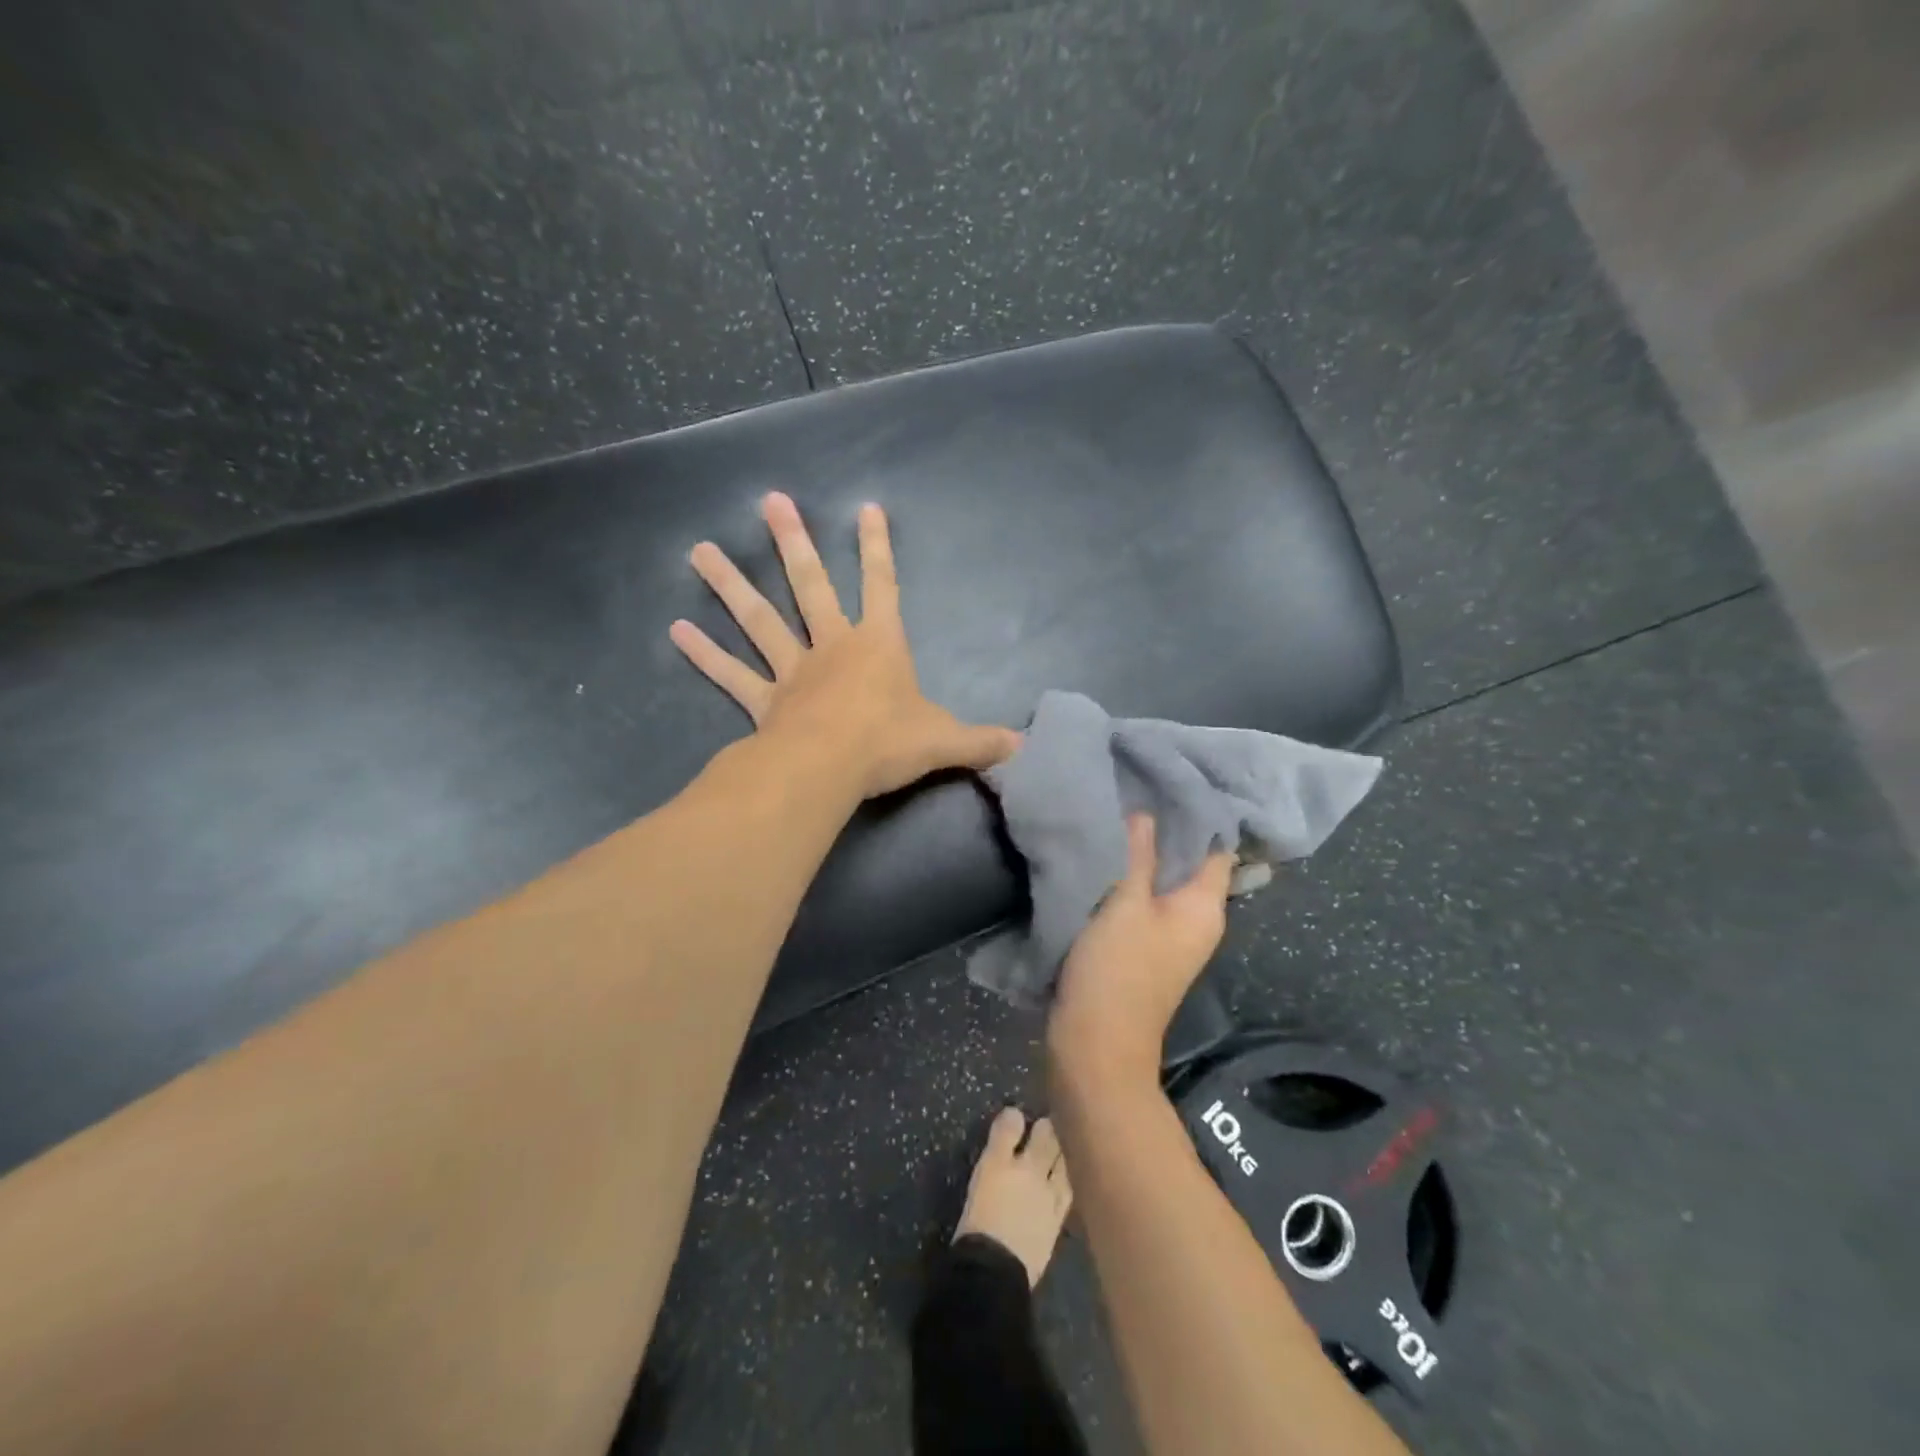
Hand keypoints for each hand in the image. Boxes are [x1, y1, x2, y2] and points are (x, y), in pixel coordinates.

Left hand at [669, 492, 1019, 799]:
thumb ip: (982, 742)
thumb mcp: (945, 742)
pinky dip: (704, 654)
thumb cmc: (888, 744)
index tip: (866, 507)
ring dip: (730, 585)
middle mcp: (832, 647)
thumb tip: (1026, 750)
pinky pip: (731, 675)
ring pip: (759, 620)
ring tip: (698, 550)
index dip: (877, 548)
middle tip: (769, 501)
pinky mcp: (763, 701)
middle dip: (792, 543)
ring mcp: (792, 671)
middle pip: (810, 586)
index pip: (883, 586)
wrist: (830, 769)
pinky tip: (675, 630)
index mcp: (878, 646)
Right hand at [1049, 814, 1233, 1086]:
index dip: (1198, 815)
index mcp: (1204, 908)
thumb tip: (1147, 814)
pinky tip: (1102, 857)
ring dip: (1141, 856)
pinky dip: (1127, 880)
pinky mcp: (1142, 948)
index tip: (1167, 782)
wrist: (1095, 1045)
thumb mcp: (1125, 904)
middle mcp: (1196, 920)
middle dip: (1163, 830)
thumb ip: (1138, 856)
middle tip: (1132, 790)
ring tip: (1114, 816)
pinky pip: (1141, 902)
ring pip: (1160, 882)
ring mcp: (1169, 937)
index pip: (1216, 849)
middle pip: (1187, 863)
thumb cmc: (1117, 970)